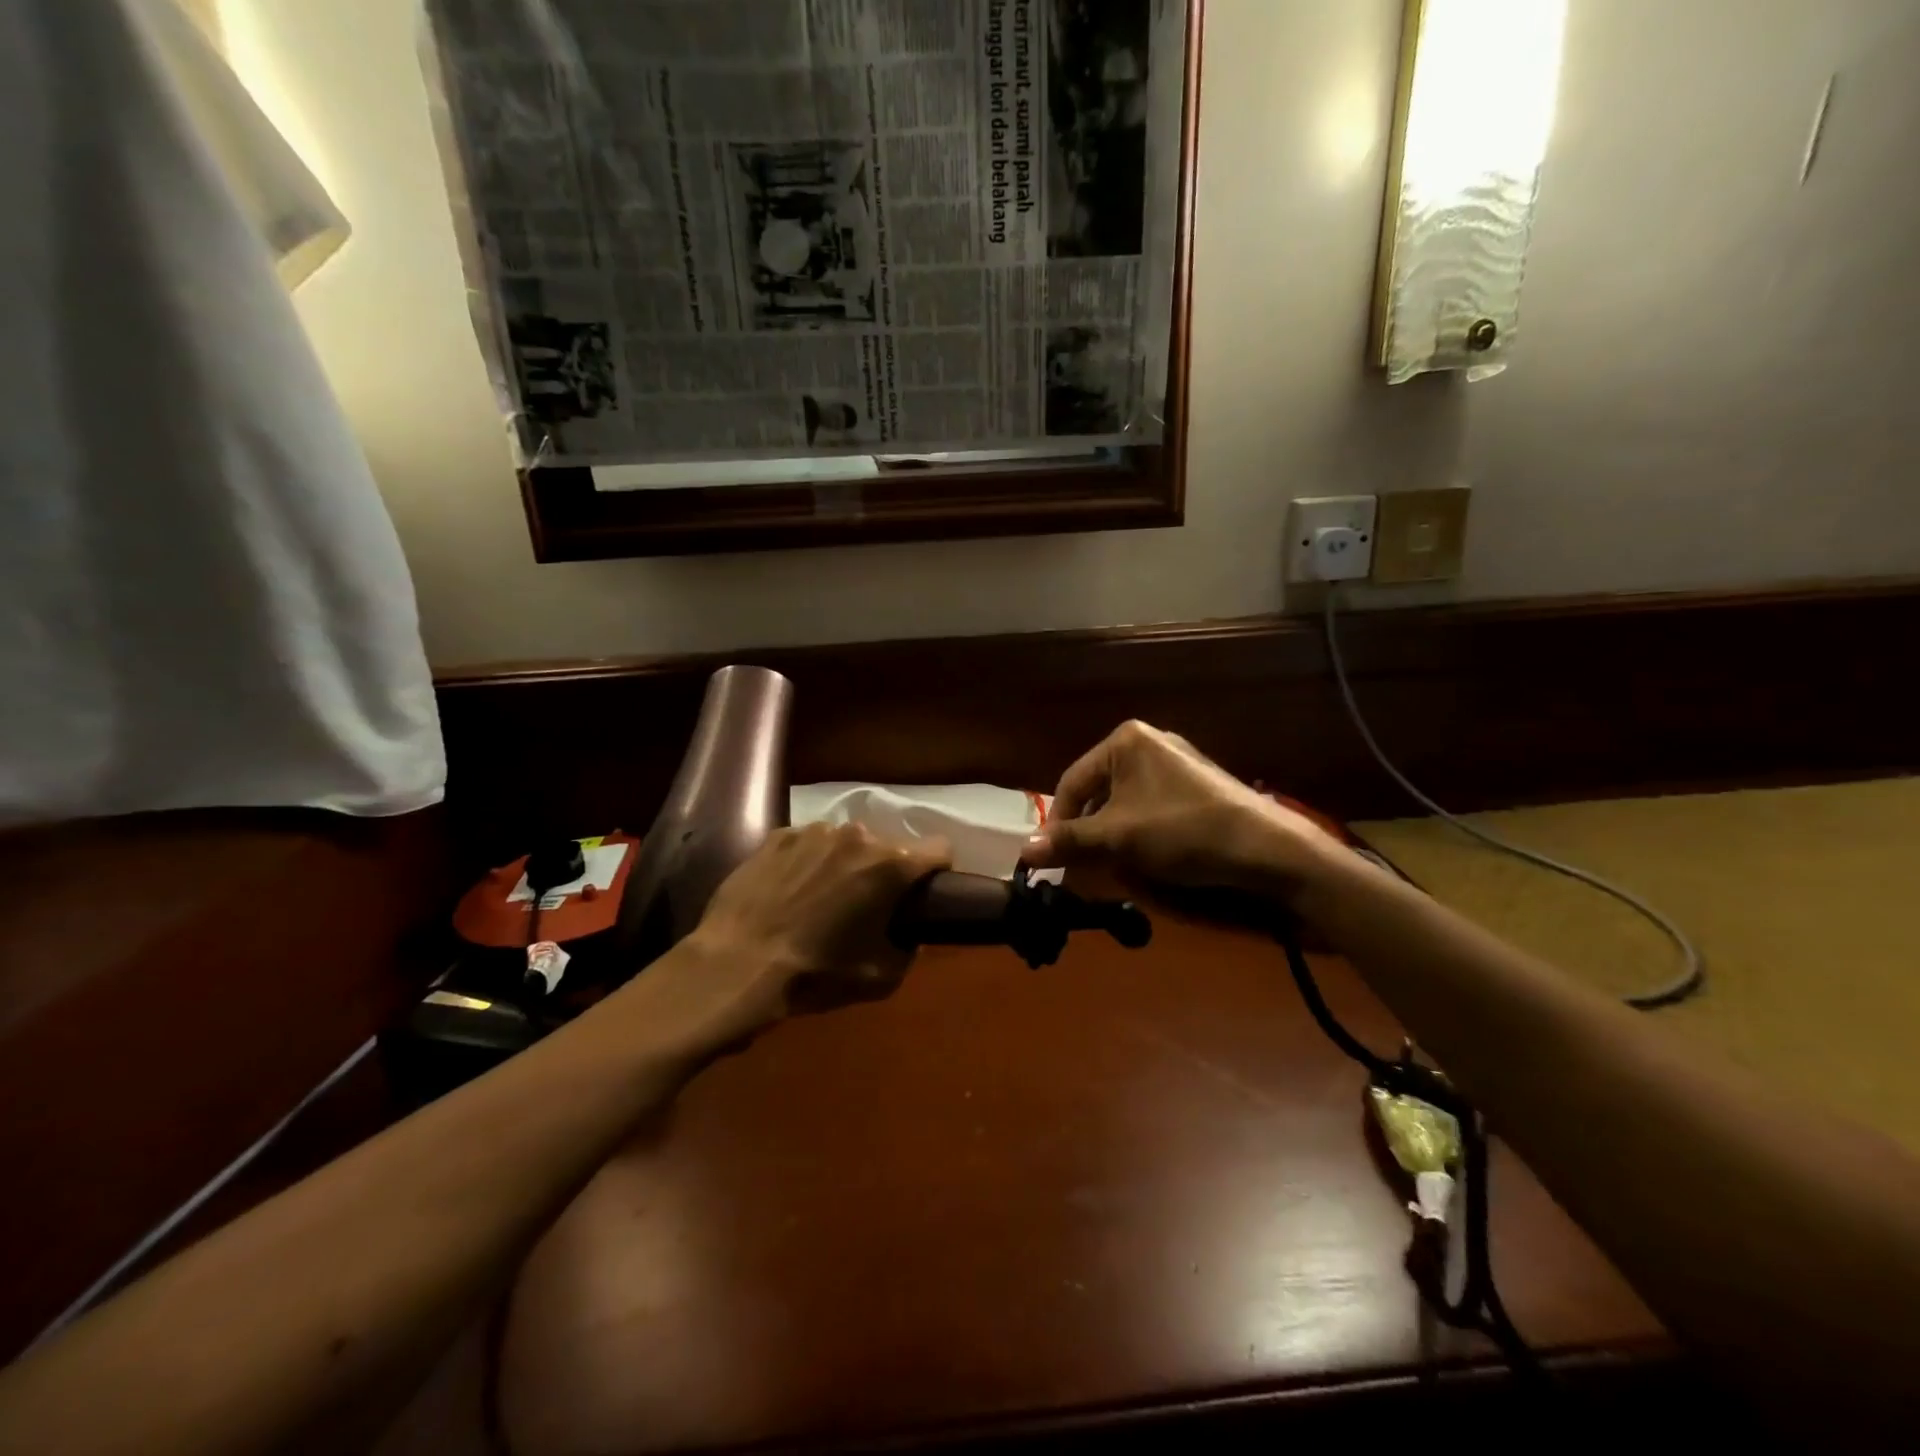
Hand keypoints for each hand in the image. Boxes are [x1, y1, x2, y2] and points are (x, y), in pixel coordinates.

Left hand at [646, 822, 951, 1043]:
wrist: (735, 966)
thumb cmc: (815, 974)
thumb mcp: (881, 977)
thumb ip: (909, 949)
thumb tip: (908, 934)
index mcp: (890, 865)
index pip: (939, 849)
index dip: (937, 871)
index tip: (924, 892)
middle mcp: (856, 835)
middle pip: (888, 847)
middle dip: (884, 872)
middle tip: (865, 906)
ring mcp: (813, 831)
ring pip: (846, 843)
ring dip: (844, 864)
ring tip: (820, 899)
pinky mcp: (777, 836)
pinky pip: (807, 844)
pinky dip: (807, 863)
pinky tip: (788, 893)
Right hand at [1023, 720, 1341, 900]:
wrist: (1265, 849)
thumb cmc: (1182, 831)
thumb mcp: (1118, 837)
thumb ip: (1069, 841)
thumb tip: (1023, 852)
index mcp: (1125, 740)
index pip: (1072, 782)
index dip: (1058, 823)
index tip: (1051, 859)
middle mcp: (1149, 743)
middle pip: (1098, 792)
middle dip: (1087, 833)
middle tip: (1080, 868)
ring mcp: (1176, 764)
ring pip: (1123, 804)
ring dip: (1111, 838)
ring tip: (1110, 868)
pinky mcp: (1196, 787)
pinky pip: (1150, 808)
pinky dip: (1138, 834)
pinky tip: (1144, 859)